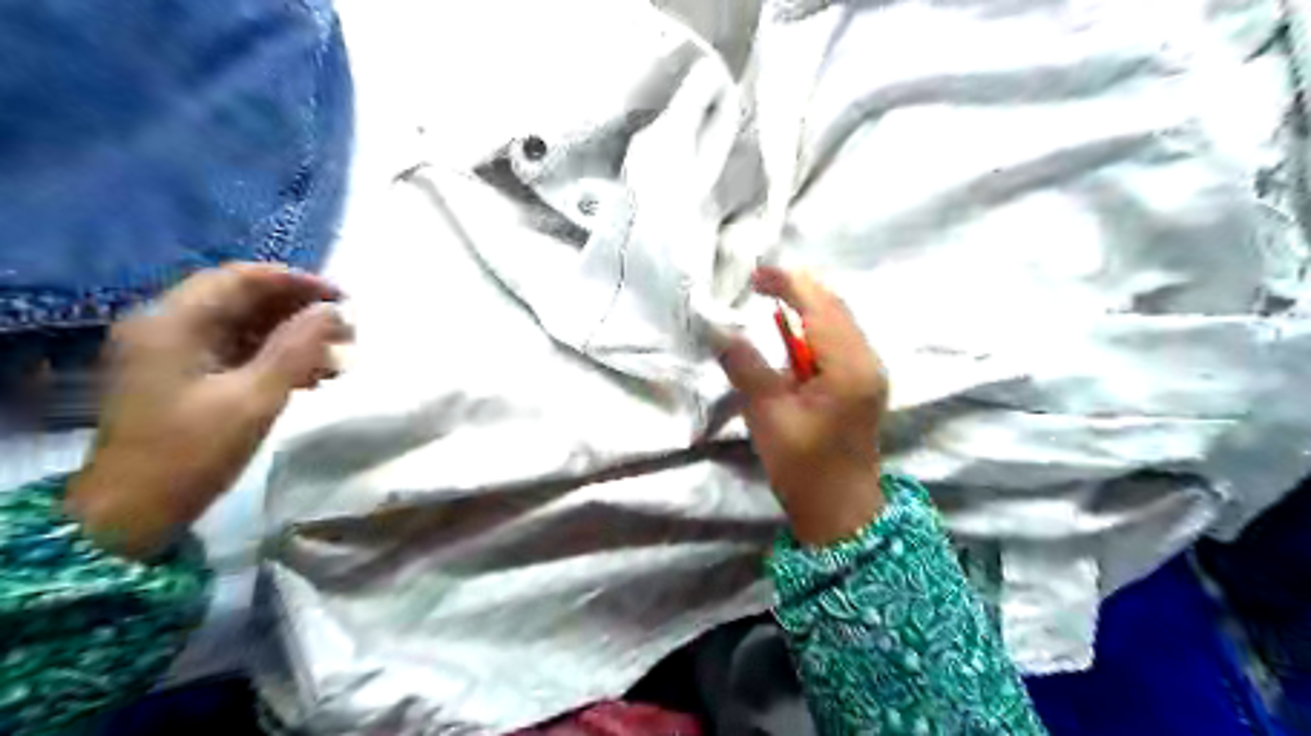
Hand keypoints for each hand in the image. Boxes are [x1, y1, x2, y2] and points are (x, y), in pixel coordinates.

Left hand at [62, 264, 353, 557]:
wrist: (131, 513)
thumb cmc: (192, 452)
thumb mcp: (254, 398)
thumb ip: (298, 349)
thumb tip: (335, 312)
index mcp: (174, 322)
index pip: (242, 278)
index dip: (298, 282)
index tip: (345, 300)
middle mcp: (166, 325)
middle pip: (242, 298)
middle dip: (299, 310)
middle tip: (346, 331)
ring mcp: (171, 352)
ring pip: (243, 325)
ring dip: (292, 335)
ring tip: (338, 356)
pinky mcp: (181, 376)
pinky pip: (236, 350)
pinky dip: (275, 355)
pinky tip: (312, 376)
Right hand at [716, 266, 891, 543]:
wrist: (841, 509)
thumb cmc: (803, 466)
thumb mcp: (768, 415)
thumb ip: (747, 367)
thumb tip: (723, 332)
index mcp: (848, 367)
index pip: (820, 308)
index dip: (788, 284)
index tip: (755, 274)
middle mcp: (868, 360)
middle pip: (835, 307)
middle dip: (799, 288)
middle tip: (760, 282)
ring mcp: (870, 370)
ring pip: (840, 320)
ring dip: (807, 305)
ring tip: (773, 298)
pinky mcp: (864, 381)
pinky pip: (840, 338)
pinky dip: (815, 325)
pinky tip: (794, 331)